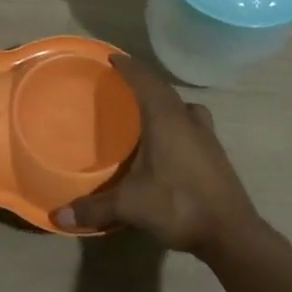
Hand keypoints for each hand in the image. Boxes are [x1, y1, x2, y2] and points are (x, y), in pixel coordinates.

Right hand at [53, 54, 262, 258]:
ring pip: (182, 105)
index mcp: (165, 118)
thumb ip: (95, 207)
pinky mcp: (215, 152)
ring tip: (146, 109)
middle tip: (121, 83)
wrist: (232, 233)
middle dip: (142, 81)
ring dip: (163, 100)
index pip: (144, 80)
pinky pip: (191, 122)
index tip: (111, 58)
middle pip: (163, 89)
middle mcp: (187, 119)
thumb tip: (59, 216)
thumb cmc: (179, 205)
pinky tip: (168, 140)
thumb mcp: (131, 206)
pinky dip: (177, 120)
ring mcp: (206, 135)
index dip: (128, 66)